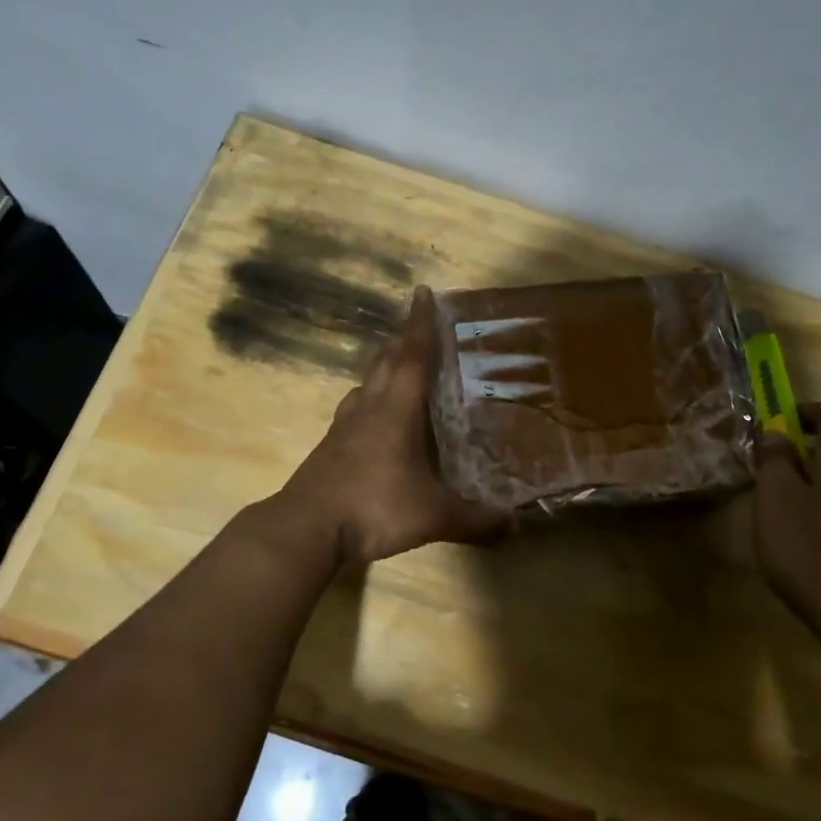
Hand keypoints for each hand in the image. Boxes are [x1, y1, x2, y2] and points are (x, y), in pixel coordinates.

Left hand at [282, 287, 506, 565]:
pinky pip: (354, 407)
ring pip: (366, 382)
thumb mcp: (432, 516)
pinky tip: (372, 414)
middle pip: (386, 361)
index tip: (423, 292)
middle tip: (418, 326)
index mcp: (396, 411)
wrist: (307, 528)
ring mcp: (344, 426)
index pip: (413, 356)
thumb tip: (514, 523)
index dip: (420, 324)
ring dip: (383, 366)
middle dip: (402, 339)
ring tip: (398, 364)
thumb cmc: (373, 507)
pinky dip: (368, 397)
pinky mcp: (330, 445)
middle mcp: (369, 408)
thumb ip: (475, 519)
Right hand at [752, 401, 820, 630]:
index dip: (807, 411)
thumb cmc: (811, 551)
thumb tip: (777, 433)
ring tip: (789, 513)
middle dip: (808, 454)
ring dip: (820, 487)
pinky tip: (813, 546)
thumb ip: (775, 462)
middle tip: (773, 475)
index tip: (779, 423)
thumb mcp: (776, 500)